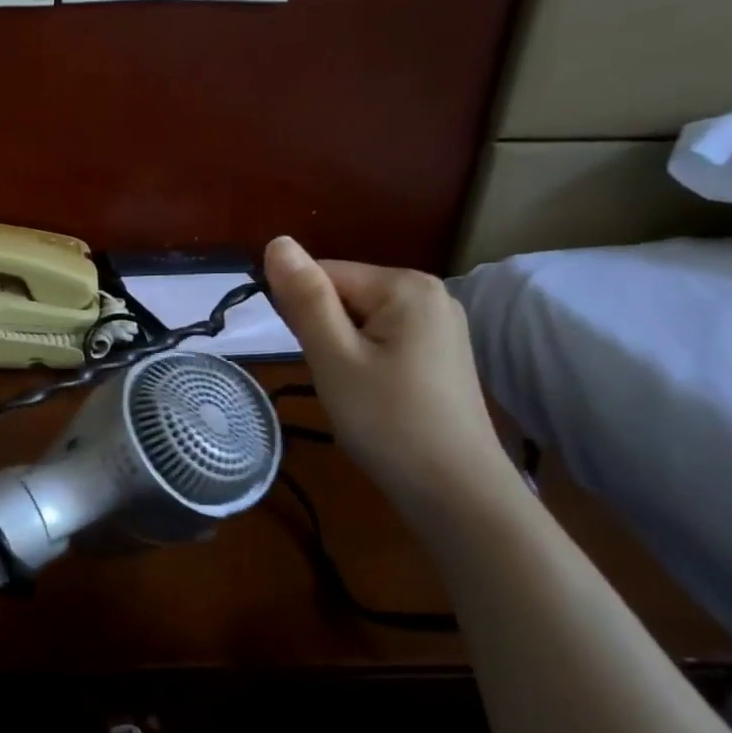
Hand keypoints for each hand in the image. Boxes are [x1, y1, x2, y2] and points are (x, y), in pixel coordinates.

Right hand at [263, 237, 507, 505]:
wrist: (455, 491)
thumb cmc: (386, 420)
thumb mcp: (333, 357)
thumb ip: (304, 298)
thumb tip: (276, 241)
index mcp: (405, 285)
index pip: (324, 274)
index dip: (302, 314)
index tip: (311, 358)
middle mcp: (430, 293)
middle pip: (345, 295)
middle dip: (325, 333)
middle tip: (336, 380)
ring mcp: (441, 324)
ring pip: (360, 321)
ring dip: (342, 351)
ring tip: (354, 391)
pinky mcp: (441, 353)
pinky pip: (383, 340)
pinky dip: (365, 362)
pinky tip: (374, 395)